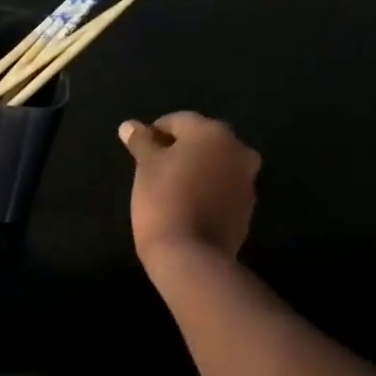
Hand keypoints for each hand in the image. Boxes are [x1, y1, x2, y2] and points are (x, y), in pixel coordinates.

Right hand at [119, 113, 261, 267]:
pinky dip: (206, 190)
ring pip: (215, 165)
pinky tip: (186, 205)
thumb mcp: (145, 167)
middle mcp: (237, 149)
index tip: (139, 150)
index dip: (154, 133)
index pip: (178, 121)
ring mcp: (247, 180)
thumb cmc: (163, 200)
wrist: (190, 254)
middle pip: (201, 141)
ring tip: (169, 187)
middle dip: (178, 150)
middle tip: (153, 168)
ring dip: (195, 169)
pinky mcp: (246, 207)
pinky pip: (222, 188)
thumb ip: (141, 142)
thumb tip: (129, 126)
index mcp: (212, 133)